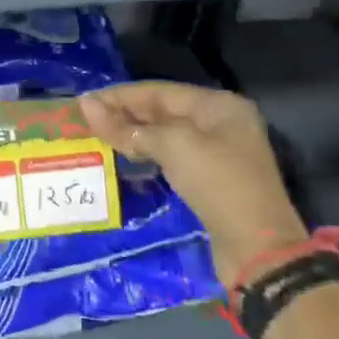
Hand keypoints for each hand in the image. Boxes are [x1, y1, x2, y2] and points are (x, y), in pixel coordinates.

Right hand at [80, 82, 307, 286]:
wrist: (256, 247)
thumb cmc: (217, 183)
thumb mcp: (172, 147)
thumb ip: (128, 127)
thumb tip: (86, 105)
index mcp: (218, 105)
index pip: (159, 91)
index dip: (119, 96)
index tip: (83, 102)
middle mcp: (219, 122)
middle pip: (162, 111)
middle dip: (124, 114)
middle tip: (83, 121)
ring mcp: (216, 152)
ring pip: (164, 135)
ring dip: (132, 136)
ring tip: (95, 137)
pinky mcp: (209, 179)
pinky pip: (170, 157)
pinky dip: (146, 155)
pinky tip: (123, 158)